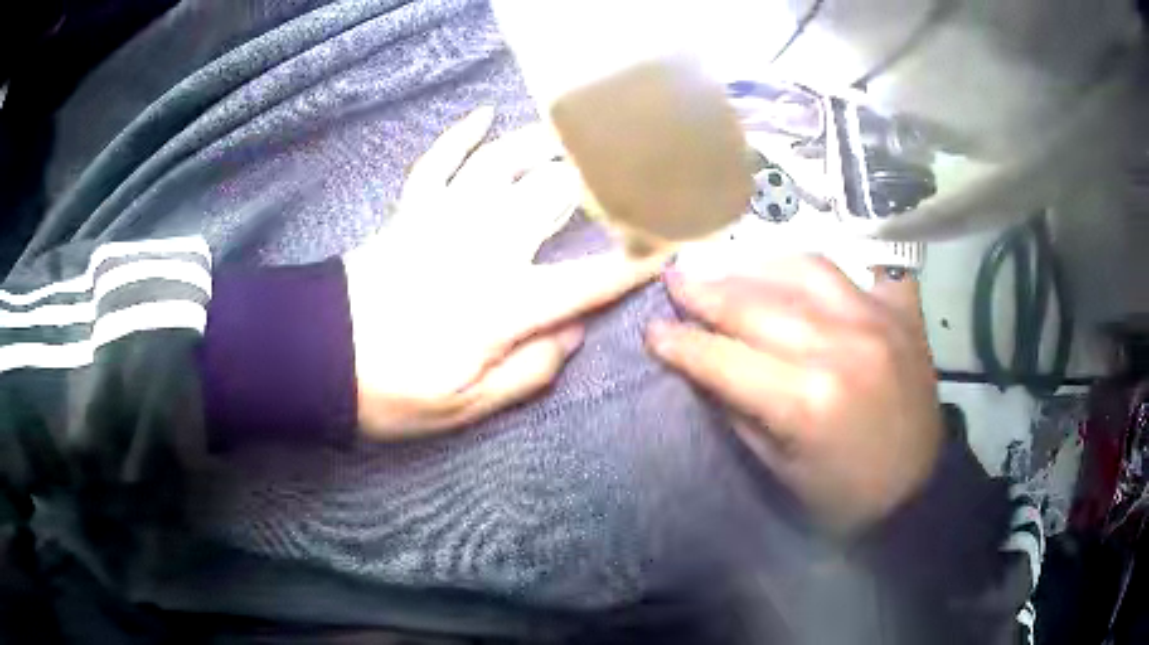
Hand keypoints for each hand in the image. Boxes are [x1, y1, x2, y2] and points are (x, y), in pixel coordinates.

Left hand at [346, 108, 664, 438]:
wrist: (315, 356)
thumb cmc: (390, 391)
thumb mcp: (463, 407)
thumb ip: (526, 373)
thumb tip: (572, 335)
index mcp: (501, 305)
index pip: (587, 281)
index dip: (633, 265)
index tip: (669, 245)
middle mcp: (481, 249)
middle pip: (551, 197)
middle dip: (597, 178)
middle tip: (628, 165)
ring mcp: (442, 221)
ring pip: (501, 164)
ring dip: (542, 142)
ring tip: (574, 132)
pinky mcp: (409, 211)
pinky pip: (438, 161)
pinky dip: (461, 133)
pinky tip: (484, 113)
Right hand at [645, 257, 943, 534]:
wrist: (916, 489)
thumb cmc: (841, 493)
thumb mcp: (777, 467)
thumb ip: (738, 407)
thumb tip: (702, 362)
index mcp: (806, 402)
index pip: (724, 358)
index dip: (681, 343)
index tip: (652, 330)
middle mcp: (841, 347)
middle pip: (757, 304)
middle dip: (706, 291)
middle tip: (676, 279)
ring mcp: (878, 320)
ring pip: (805, 268)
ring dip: (758, 265)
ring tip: (731, 268)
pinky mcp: (903, 312)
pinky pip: (863, 267)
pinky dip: (831, 268)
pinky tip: (807, 273)